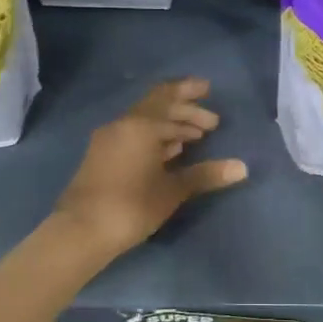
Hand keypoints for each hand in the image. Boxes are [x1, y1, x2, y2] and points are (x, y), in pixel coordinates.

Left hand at [53, 78, 248, 257]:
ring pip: (144, 123)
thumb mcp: (172, 190)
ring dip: (170, 127)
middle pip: (157, 107)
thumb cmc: (131, 205)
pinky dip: (154, 138)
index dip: (189, 91)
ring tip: (195, 139)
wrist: (80, 231)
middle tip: (212, 124)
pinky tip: (168, 154)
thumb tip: (242, 167)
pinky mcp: (101, 157)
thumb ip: (205, 175)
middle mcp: (122, 125)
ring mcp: (108, 140)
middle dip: (185, 113)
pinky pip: (133, 136)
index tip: (208, 90)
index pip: (168, 95)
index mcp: (140, 125)